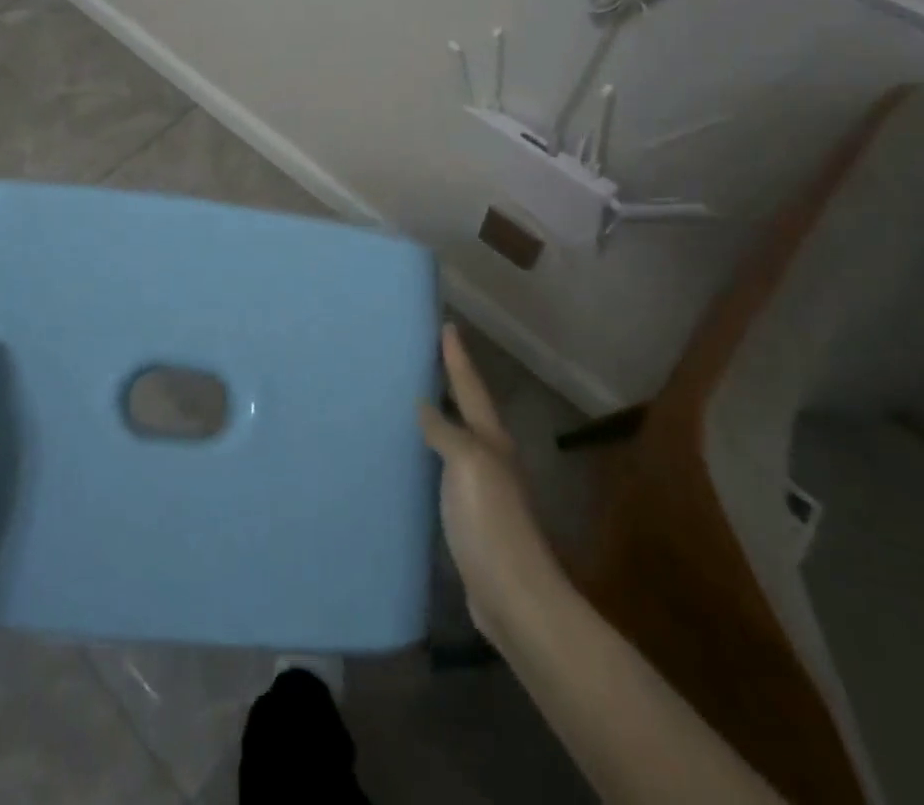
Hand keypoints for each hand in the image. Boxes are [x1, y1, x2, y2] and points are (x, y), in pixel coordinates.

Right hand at [419, 324, 566, 640]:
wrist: (514, 597)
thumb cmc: (491, 521)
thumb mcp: (468, 463)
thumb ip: (445, 431)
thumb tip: (424, 404)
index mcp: (491, 441)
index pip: (470, 388)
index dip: (458, 358)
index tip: (446, 325)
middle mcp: (490, 459)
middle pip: (468, 411)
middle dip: (450, 383)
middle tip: (424, 357)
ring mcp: (480, 490)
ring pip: (455, 440)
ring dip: (438, 419)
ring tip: (409, 399)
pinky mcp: (468, 519)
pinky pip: (444, 472)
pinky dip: (429, 455)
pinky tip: (411, 458)